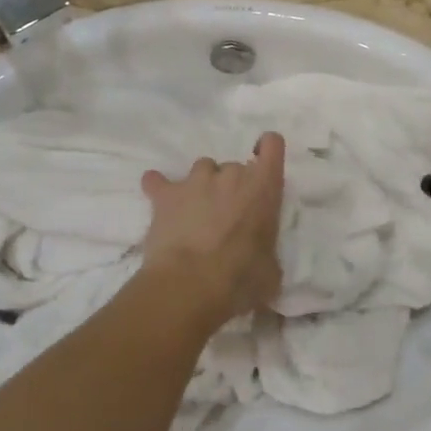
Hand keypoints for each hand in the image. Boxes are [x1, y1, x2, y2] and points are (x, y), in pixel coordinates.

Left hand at [140, 132, 285, 323]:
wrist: (191, 284)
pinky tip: (159, 203)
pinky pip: (157, 182)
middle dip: (231, 187)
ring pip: (202, 168)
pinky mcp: (166, 194)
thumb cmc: (241, 278)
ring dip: (201, 186)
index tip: (261, 163)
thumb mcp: (270, 271)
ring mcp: (197, 180)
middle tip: (226, 217)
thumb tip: (262, 263)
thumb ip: (267, 253)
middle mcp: (232, 175)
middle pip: (234, 167)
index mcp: (264, 188)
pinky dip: (158, 188)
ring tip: (195, 213)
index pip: (272, 145)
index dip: (267, 150)